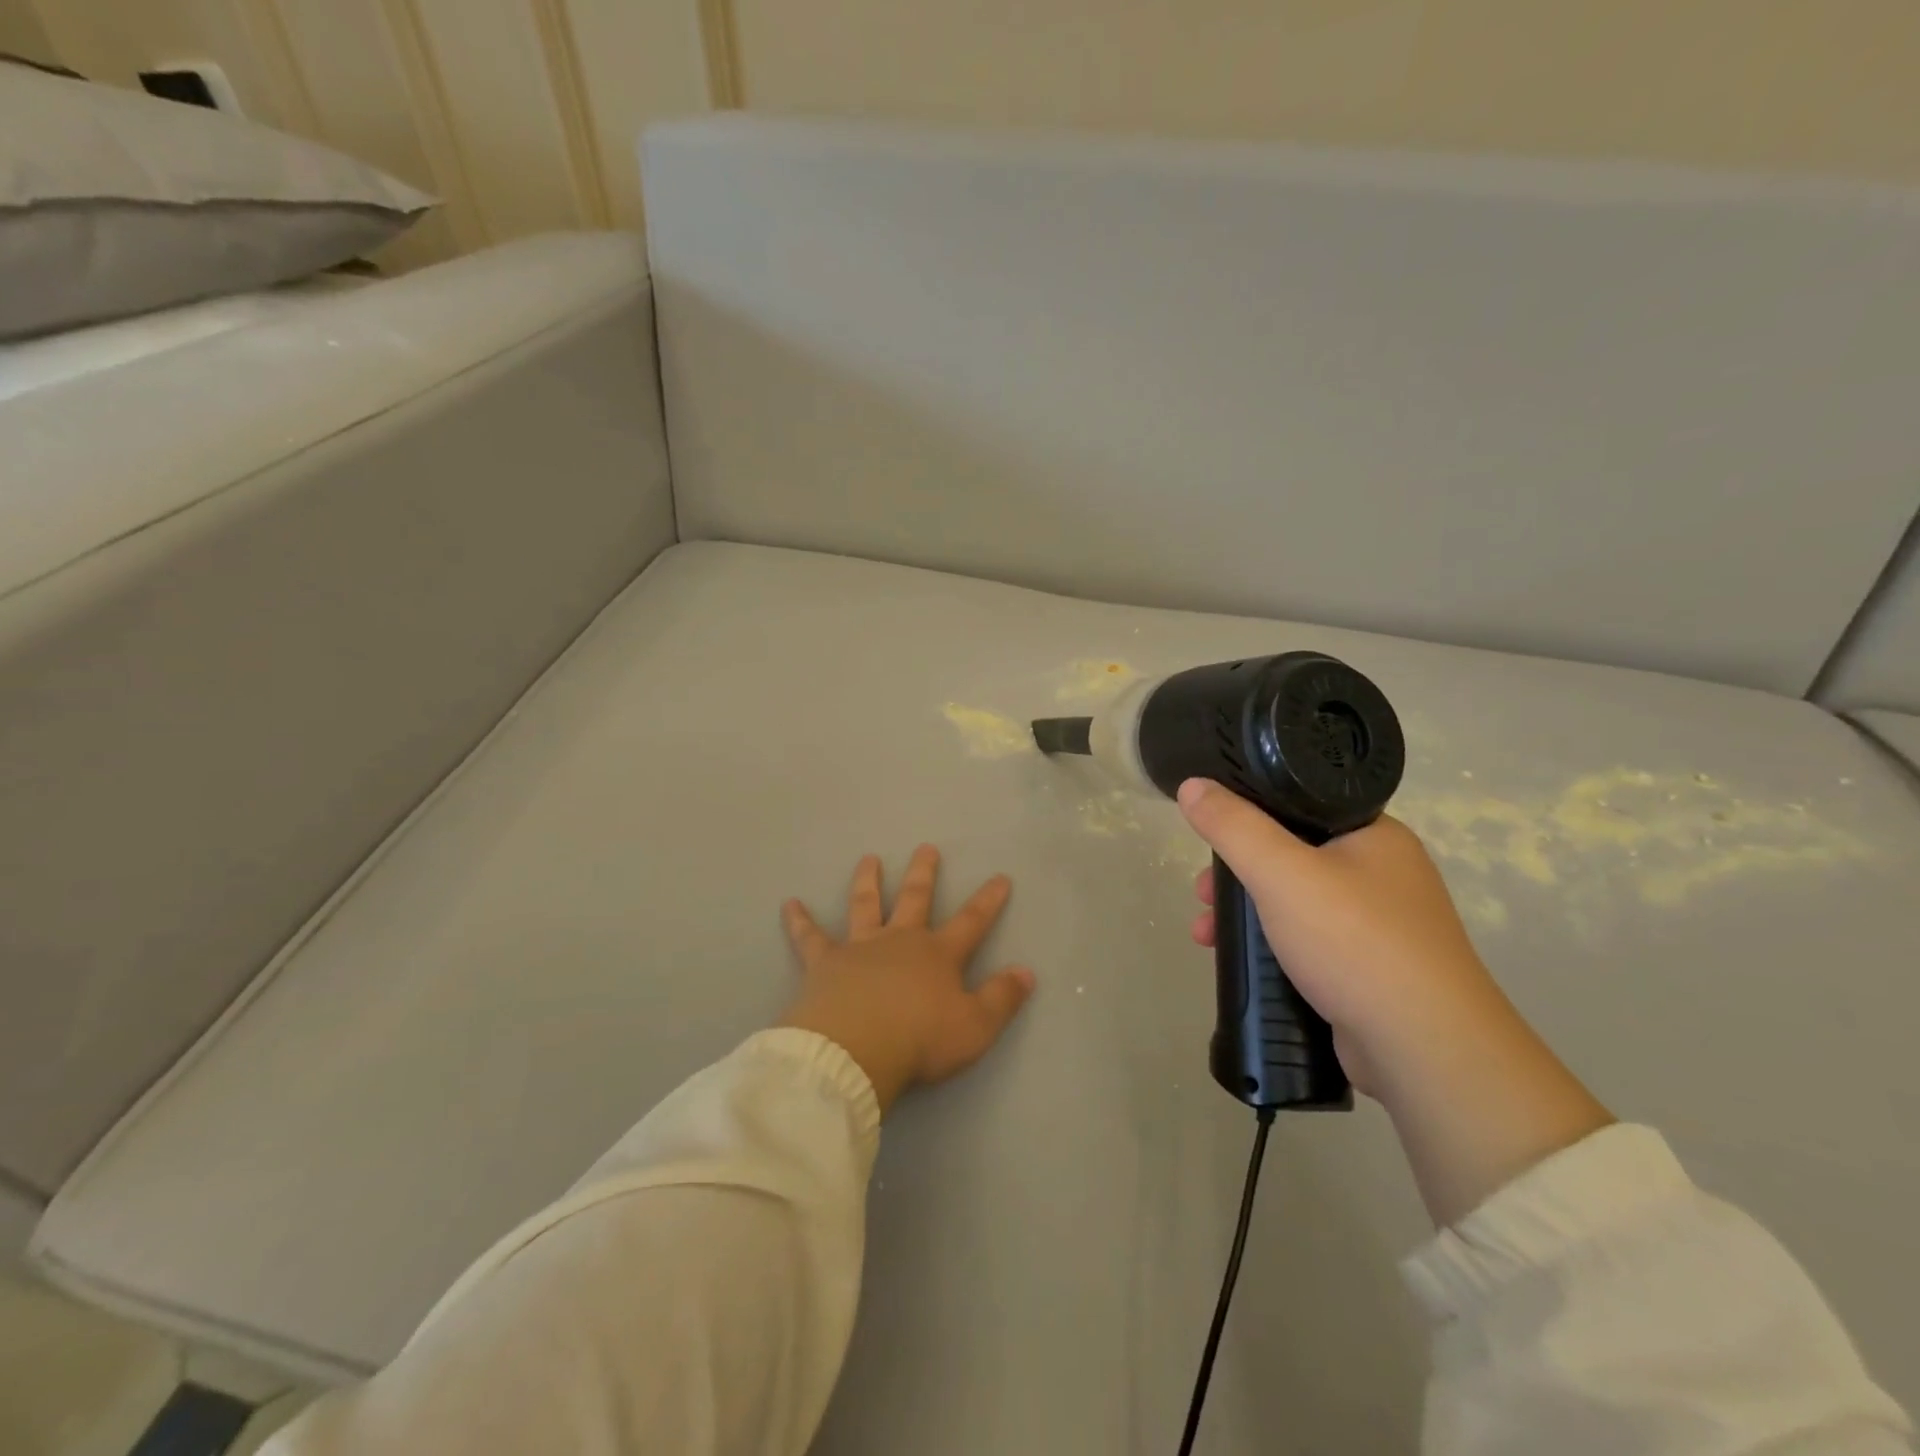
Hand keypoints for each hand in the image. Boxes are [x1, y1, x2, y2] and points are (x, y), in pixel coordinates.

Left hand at [779, 846, 1035, 1113]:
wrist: (855, 1050)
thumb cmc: (920, 1040)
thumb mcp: (975, 1027)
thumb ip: (1002, 998)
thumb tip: (1027, 972)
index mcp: (937, 955)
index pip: (971, 921)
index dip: (988, 900)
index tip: (1000, 877)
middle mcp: (900, 941)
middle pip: (915, 899)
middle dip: (924, 873)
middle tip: (926, 848)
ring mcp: (860, 947)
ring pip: (866, 905)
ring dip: (869, 881)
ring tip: (868, 858)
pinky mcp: (824, 963)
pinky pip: (810, 937)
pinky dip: (800, 921)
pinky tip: (789, 904)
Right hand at [1178, 778, 1611, 1225]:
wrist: (1425, 1049)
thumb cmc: (1354, 942)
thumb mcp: (1282, 872)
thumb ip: (1232, 826)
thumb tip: (1192, 785)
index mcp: (1375, 835)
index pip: (1301, 804)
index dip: (1247, 815)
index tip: (1210, 837)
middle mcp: (1382, 873)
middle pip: (1289, 855)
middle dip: (1236, 874)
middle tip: (1202, 893)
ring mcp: (1379, 925)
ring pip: (1294, 902)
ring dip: (1244, 913)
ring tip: (1206, 934)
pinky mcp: (1370, 969)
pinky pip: (1306, 941)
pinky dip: (1270, 945)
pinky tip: (1242, 963)